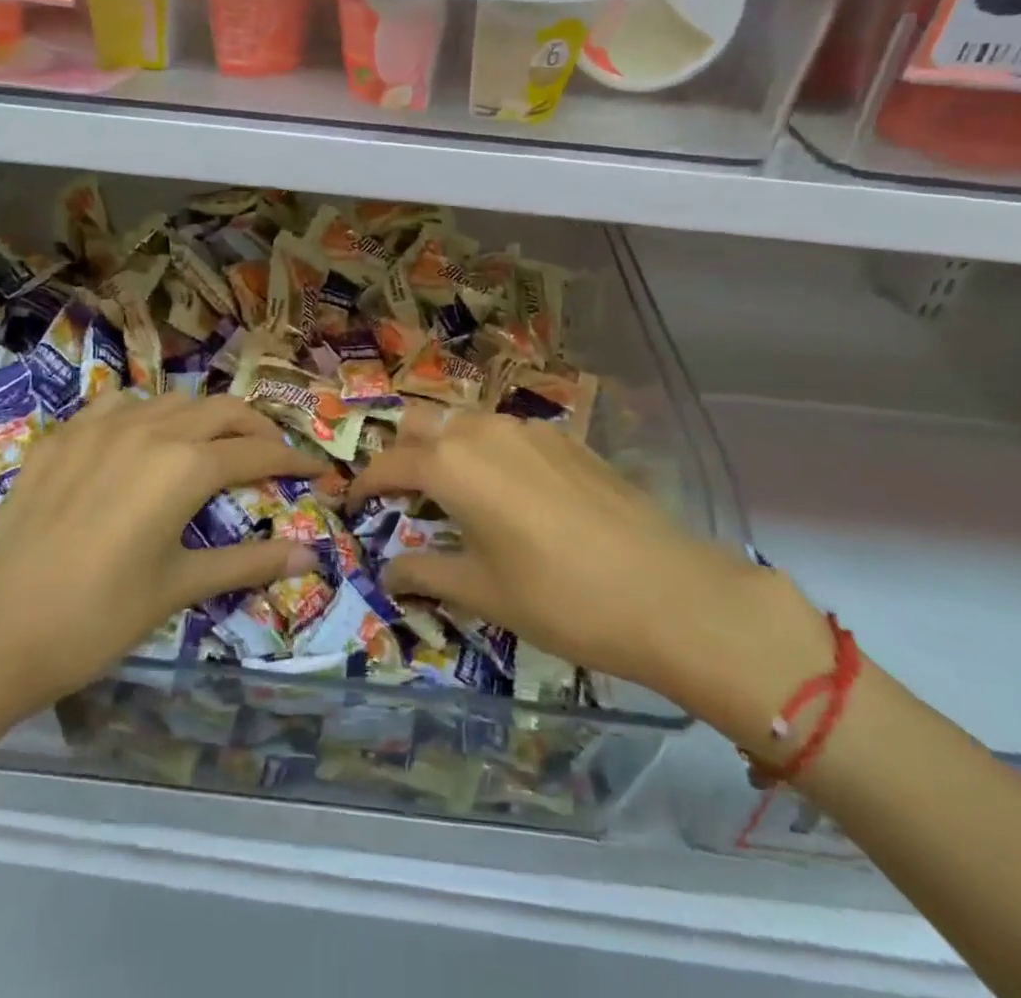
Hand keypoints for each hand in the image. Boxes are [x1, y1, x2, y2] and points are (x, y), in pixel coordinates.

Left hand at [0, 392, 324, 731]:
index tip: (318, 471)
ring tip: (211, 447)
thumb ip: (247, 563)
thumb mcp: (177, 587)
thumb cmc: (95, 617)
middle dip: (256, 427)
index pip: (257, 451)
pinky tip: (139, 442)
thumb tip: (311, 556)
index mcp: (184, 466)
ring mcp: (99, 427)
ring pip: (170, 400)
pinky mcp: (61, 437)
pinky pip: (116, 405)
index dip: (294, 460)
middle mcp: (149, 429)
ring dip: (202, 417)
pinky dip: (145, 414)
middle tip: (272, 455)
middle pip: (221, 409)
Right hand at [348, 413, 833, 753]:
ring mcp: (528, 429)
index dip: (364, 485)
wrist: (667, 591)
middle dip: (401, 453)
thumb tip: (388, 575)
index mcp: (452, 463)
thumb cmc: (560, 598)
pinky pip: (506, 433)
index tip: (353, 506)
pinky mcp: (565, 439)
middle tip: (399, 495)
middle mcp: (483, 430)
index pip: (389, 463)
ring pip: (466, 422)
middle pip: (422, 423)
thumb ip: (426, 574)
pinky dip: (486, 451)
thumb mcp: (482, 591)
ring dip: (444, 447)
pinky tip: (505, 491)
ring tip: (449, 492)